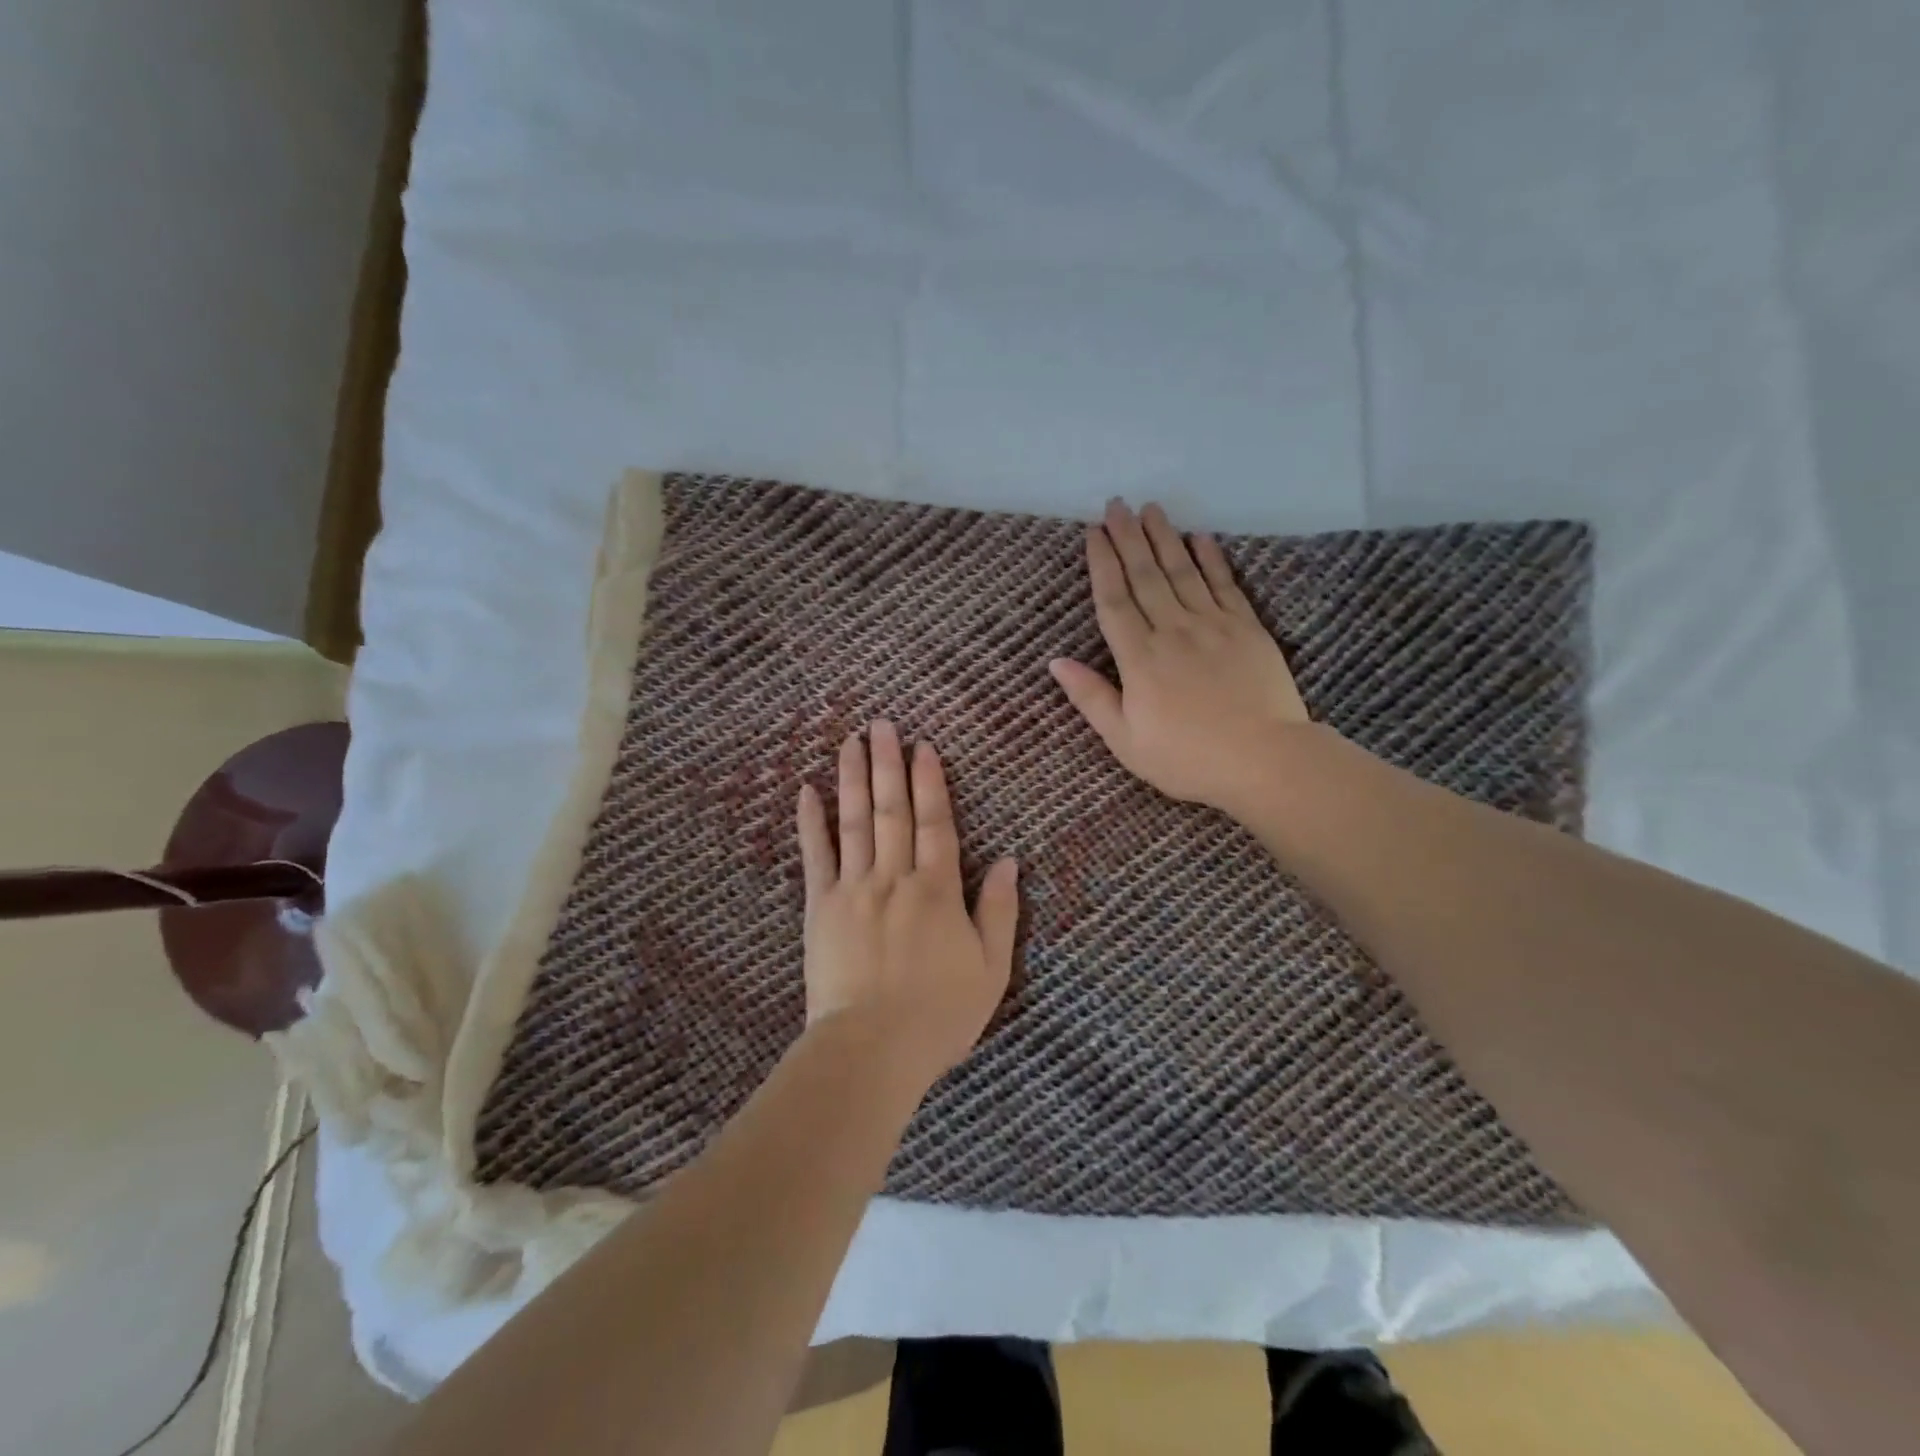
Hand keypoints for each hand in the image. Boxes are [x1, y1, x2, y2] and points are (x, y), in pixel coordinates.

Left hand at [795, 720, 1020, 1085]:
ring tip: (850, 742)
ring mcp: (854, 889)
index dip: (930, 783)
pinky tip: (806, 791)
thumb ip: (1000, 911)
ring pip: (855, 822)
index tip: (923, 747)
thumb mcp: (991, 969)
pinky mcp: (820, 907)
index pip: (935, 823)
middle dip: (889, 764)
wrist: (872, 1049)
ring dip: (853, 779)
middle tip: (882, 724)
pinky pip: (815, 856)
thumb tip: (1012, 861)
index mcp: (938, 890)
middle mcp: (895, 878)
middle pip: (893, 810)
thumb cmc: (939, 1015)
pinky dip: (811, 822)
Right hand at [1049, 499, 1309, 817]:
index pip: (1113, 601)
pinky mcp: (1247, 629)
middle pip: (1145, 576)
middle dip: (1129, 538)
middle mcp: (1173, 631)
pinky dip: (1212, 559)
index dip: (1102, 564)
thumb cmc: (1187, 758)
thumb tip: (1056, 662)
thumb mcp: (1125, 740)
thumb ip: (1091, 698)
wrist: (1264, 760)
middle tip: (1117, 504)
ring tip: (1151, 509)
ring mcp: (1213, 626)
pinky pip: (1225, 585)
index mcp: (1139, 659)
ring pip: (1183, 572)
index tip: (1093, 533)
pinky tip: (1201, 538)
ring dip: (1165, 538)